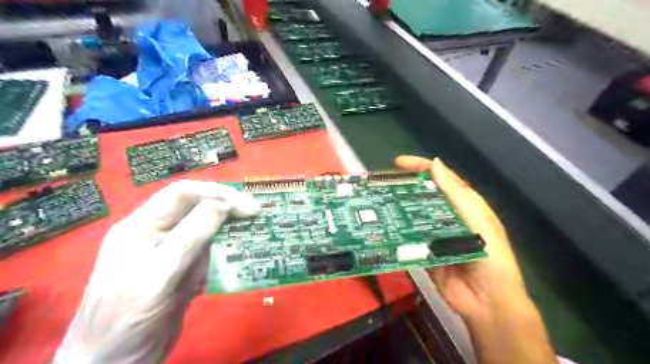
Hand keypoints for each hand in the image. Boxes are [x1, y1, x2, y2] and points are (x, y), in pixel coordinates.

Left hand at [52, 178, 258, 363]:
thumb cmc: (128, 318)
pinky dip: (219, 256)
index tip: (247, 206)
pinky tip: (224, 265)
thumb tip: (223, 204)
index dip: (217, 193)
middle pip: (196, 207)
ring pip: (205, 229)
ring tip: (245, 237)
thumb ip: (190, 237)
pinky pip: (206, 252)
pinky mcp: (182, 269)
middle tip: (255, 214)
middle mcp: (157, 233)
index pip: (182, 194)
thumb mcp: (159, 275)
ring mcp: (170, 251)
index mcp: (142, 226)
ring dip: (224, 234)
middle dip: (226, 209)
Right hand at [396, 154, 527, 319]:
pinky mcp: (425, 251)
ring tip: (377, 201)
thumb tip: (435, 164)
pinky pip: (409, 237)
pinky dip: (397, 231)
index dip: (421, 167)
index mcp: (464, 206)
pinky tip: (383, 226)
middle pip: (424, 195)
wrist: (489, 303)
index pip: (441, 179)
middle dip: (405, 186)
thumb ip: (457, 194)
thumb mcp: (478, 221)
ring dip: (398, 208)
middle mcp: (448, 217)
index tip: (399, 163)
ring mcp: (435, 234)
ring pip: (414, 215)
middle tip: (381, 182)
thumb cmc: (491, 258)